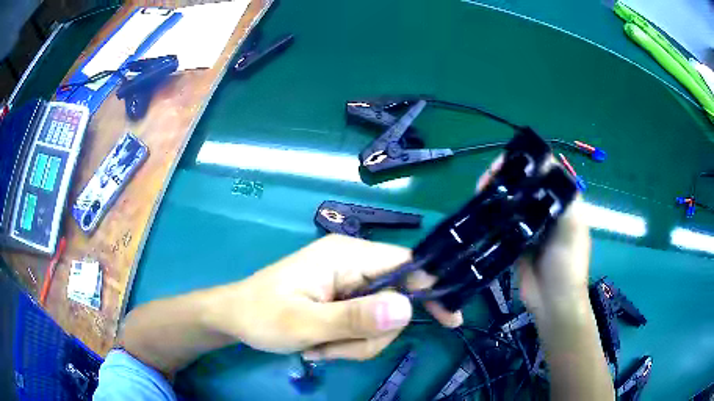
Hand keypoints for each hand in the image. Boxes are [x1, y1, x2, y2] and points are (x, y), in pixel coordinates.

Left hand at [205, 234, 458, 361]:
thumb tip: (407, 308)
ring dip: (356, 343)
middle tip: (335, 348)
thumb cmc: (262, 315)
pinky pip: (365, 325)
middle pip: (395, 300)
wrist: (235, 317)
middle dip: (372, 334)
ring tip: (320, 348)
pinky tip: (321, 347)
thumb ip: (354, 318)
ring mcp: (347, 283)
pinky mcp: (342, 299)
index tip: (448, 321)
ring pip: (381, 319)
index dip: (429, 290)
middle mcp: (352, 264)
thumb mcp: (304, 323)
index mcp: (346, 256)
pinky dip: (349, 343)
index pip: (406, 264)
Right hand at [477, 156, 591, 317]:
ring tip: (479, 192)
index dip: (526, 161)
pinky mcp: (516, 241)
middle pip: (525, 183)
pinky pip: (503, 222)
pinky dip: (492, 214)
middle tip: (486, 179)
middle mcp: (547, 208)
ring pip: (512, 200)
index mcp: (563, 201)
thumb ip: (563, 197)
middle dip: (506, 175)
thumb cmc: (567, 265)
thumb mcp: (572, 228)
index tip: (506, 162)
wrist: (552, 303)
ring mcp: (530, 225)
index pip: (544, 170)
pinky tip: (480, 211)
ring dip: (496, 193)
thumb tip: (544, 164)